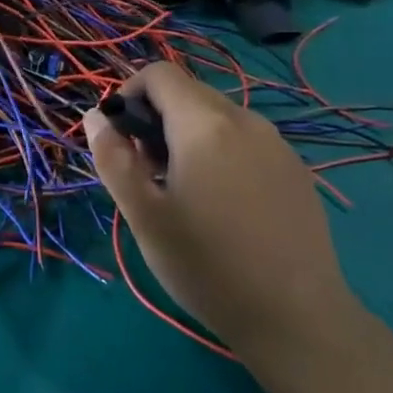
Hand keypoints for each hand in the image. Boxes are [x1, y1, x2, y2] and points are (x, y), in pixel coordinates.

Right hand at [84, 61, 356, 366]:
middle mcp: (244, 120)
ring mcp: (277, 144)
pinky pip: (245, 140)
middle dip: (156, 118)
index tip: (120, 137)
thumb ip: (113, 159)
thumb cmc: (207, 265)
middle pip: (189, 93)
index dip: (129, 92)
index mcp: (204, 124)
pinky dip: (220, 152)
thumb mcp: (144, 216)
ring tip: (182, 191)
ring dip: (188, 136)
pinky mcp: (295, 169)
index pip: (159, 74)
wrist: (297, 318)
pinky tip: (222, 204)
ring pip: (218, 117)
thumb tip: (95, 117)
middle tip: (146, 172)